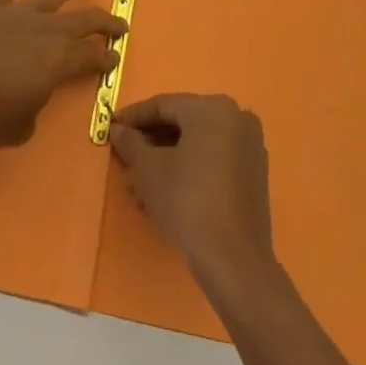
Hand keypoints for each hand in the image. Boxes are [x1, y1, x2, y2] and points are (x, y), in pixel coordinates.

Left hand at [0, 0, 125, 146]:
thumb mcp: (19, 128)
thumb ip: (34, 109)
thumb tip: (32, 96)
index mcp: (58, 61)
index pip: (91, 56)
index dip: (105, 58)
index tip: (113, 58)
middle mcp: (45, 30)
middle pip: (84, 20)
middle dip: (106, 22)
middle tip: (119, 24)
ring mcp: (17, 12)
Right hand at [110, 93, 275, 289]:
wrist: (233, 260)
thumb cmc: (186, 201)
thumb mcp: (148, 169)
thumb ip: (130, 142)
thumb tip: (117, 130)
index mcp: (212, 108)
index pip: (163, 105)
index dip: (133, 117)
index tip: (111, 128)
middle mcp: (236, 118)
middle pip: (182, 122)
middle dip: (150, 141)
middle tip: (125, 156)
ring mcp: (250, 146)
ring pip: (198, 144)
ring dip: (167, 157)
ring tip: (140, 181)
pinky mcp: (254, 174)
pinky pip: (214, 160)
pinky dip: (189, 168)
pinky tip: (166, 189)